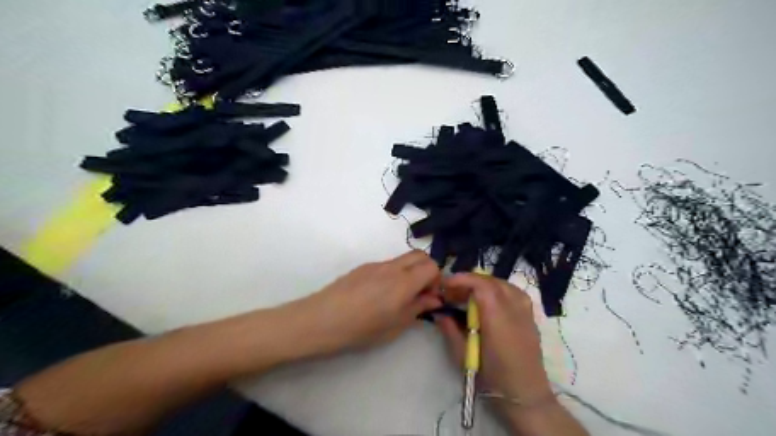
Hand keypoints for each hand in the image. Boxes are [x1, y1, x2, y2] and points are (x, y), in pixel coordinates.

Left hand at [283, 251, 442, 355]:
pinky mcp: (363, 267)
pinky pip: (387, 264)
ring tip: (400, 295)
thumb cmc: (361, 329)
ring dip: (410, 271)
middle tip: (420, 292)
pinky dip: (394, 273)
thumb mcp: (395, 325)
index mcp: (403, 282)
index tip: (429, 297)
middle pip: (419, 255)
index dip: (436, 280)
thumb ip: (417, 308)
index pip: (432, 266)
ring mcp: (376, 264)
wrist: (322, 319)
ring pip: (403, 259)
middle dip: (427, 270)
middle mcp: (392, 267)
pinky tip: (380, 294)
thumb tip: (434, 299)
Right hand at [436, 275, 551, 404]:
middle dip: (469, 281)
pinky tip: (489, 299)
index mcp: (497, 318)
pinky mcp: (530, 316)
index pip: (481, 285)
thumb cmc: (493, 378)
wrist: (526, 395)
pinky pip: (514, 291)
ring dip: (483, 284)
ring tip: (468, 294)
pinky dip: (498, 289)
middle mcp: (514, 309)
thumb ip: (450, 330)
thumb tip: (439, 313)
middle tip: (452, 291)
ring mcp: (525, 311)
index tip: (445, 284)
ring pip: (503, 284)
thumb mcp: (463, 356)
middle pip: (491, 282)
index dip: (462, 279)